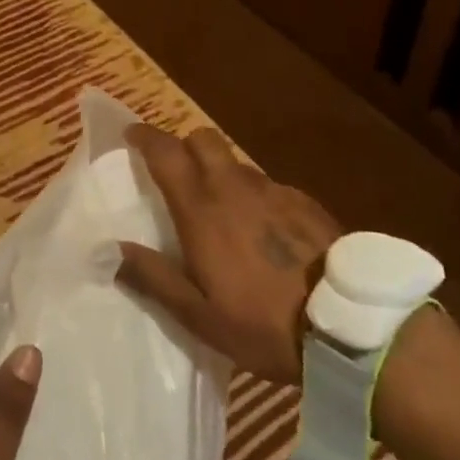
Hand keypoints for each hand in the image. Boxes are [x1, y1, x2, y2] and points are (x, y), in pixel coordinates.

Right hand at [116, 123, 340, 384]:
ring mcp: (273, 189)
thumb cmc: (263, 323)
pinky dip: (255, 196)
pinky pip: (268, 186)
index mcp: (201, 207)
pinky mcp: (304, 201)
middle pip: (203, 139)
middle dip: (184, 144)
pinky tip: (264, 232)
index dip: (144, 136)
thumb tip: (109, 249)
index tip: (131, 134)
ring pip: (236, 163)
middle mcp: (234, 185)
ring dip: (220, 173)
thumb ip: (153, 277)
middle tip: (176, 171)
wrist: (350, 324)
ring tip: (222, 211)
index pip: (165, 152)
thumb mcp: (199, 315)